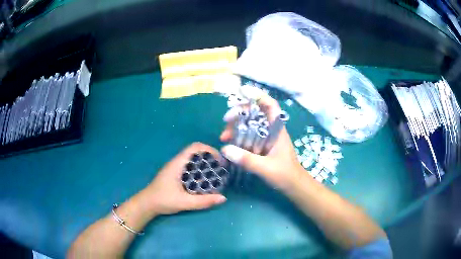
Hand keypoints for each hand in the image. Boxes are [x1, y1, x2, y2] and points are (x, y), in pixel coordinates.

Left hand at [143, 142, 226, 215]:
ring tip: (215, 174)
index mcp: (178, 164)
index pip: (195, 147)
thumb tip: (223, 198)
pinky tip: (204, 181)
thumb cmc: (163, 200)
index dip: (209, 149)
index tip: (220, 160)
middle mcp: (176, 162)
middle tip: (221, 169)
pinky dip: (199, 170)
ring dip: (205, 164)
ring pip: (192, 160)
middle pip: (195, 152)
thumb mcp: (184, 202)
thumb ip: (203, 201)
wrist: (147, 204)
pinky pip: (189, 167)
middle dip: (209, 157)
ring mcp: (174, 168)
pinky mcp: (174, 174)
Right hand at [220, 95, 304, 189]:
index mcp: (277, 130)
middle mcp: (271, 130)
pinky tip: (229, 145)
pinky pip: (248, 137)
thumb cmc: (285, 175)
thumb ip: (247, 160)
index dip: (258, 96)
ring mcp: (267, 138)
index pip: (271, 105)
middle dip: (239, 114)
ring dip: (236, 127)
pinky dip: (238, 138)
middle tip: (226, 121)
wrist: (294, 186)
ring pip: (250, 125)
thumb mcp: (266, 168)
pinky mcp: (262, 146)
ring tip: (224, 137)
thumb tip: (225, 149)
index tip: (242, 94)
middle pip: (255, 113)